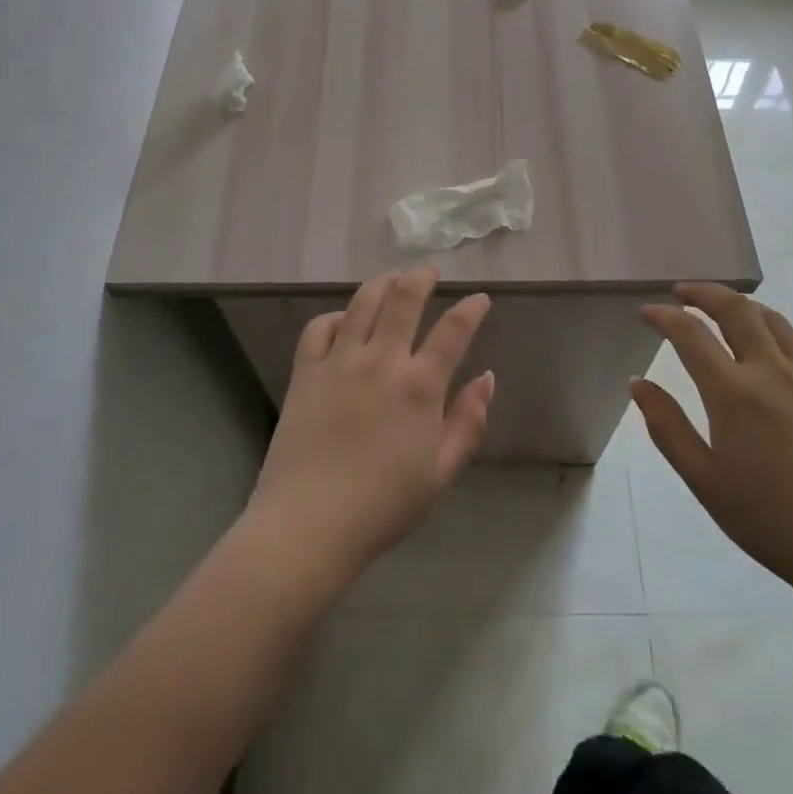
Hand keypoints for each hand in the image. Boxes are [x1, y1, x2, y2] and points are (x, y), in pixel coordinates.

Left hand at [248, 266, 495, 582]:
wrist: (309, 524)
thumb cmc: (383, 506)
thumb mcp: (441, 473)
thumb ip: (468, 423)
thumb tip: (487, 378)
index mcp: (419, 386)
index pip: (453, 331)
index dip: (471, 309)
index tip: (480, 298)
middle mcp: (381, 360)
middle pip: (403, 300)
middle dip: (420, 277)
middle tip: (428, 269)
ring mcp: (339, 362)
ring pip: (362, 303)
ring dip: (382, 283)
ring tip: (392, 278)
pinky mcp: (306, 372)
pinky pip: (320, 327)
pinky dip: (336, 316)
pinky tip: (344, 320)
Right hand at [635, 283, 792, 601]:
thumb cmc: (775, 523)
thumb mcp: (706, 483)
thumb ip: (667, 428)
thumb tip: (639, 383)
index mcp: (734, 393)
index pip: (691, 334)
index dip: (665, 316)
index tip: (647, 312)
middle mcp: (772, 371)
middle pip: (735, 310)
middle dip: (703, 293)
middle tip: (682, 292)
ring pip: (774, 319)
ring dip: (742, 306)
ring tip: (723, 309)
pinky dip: (783, 329)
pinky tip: (778, 339)